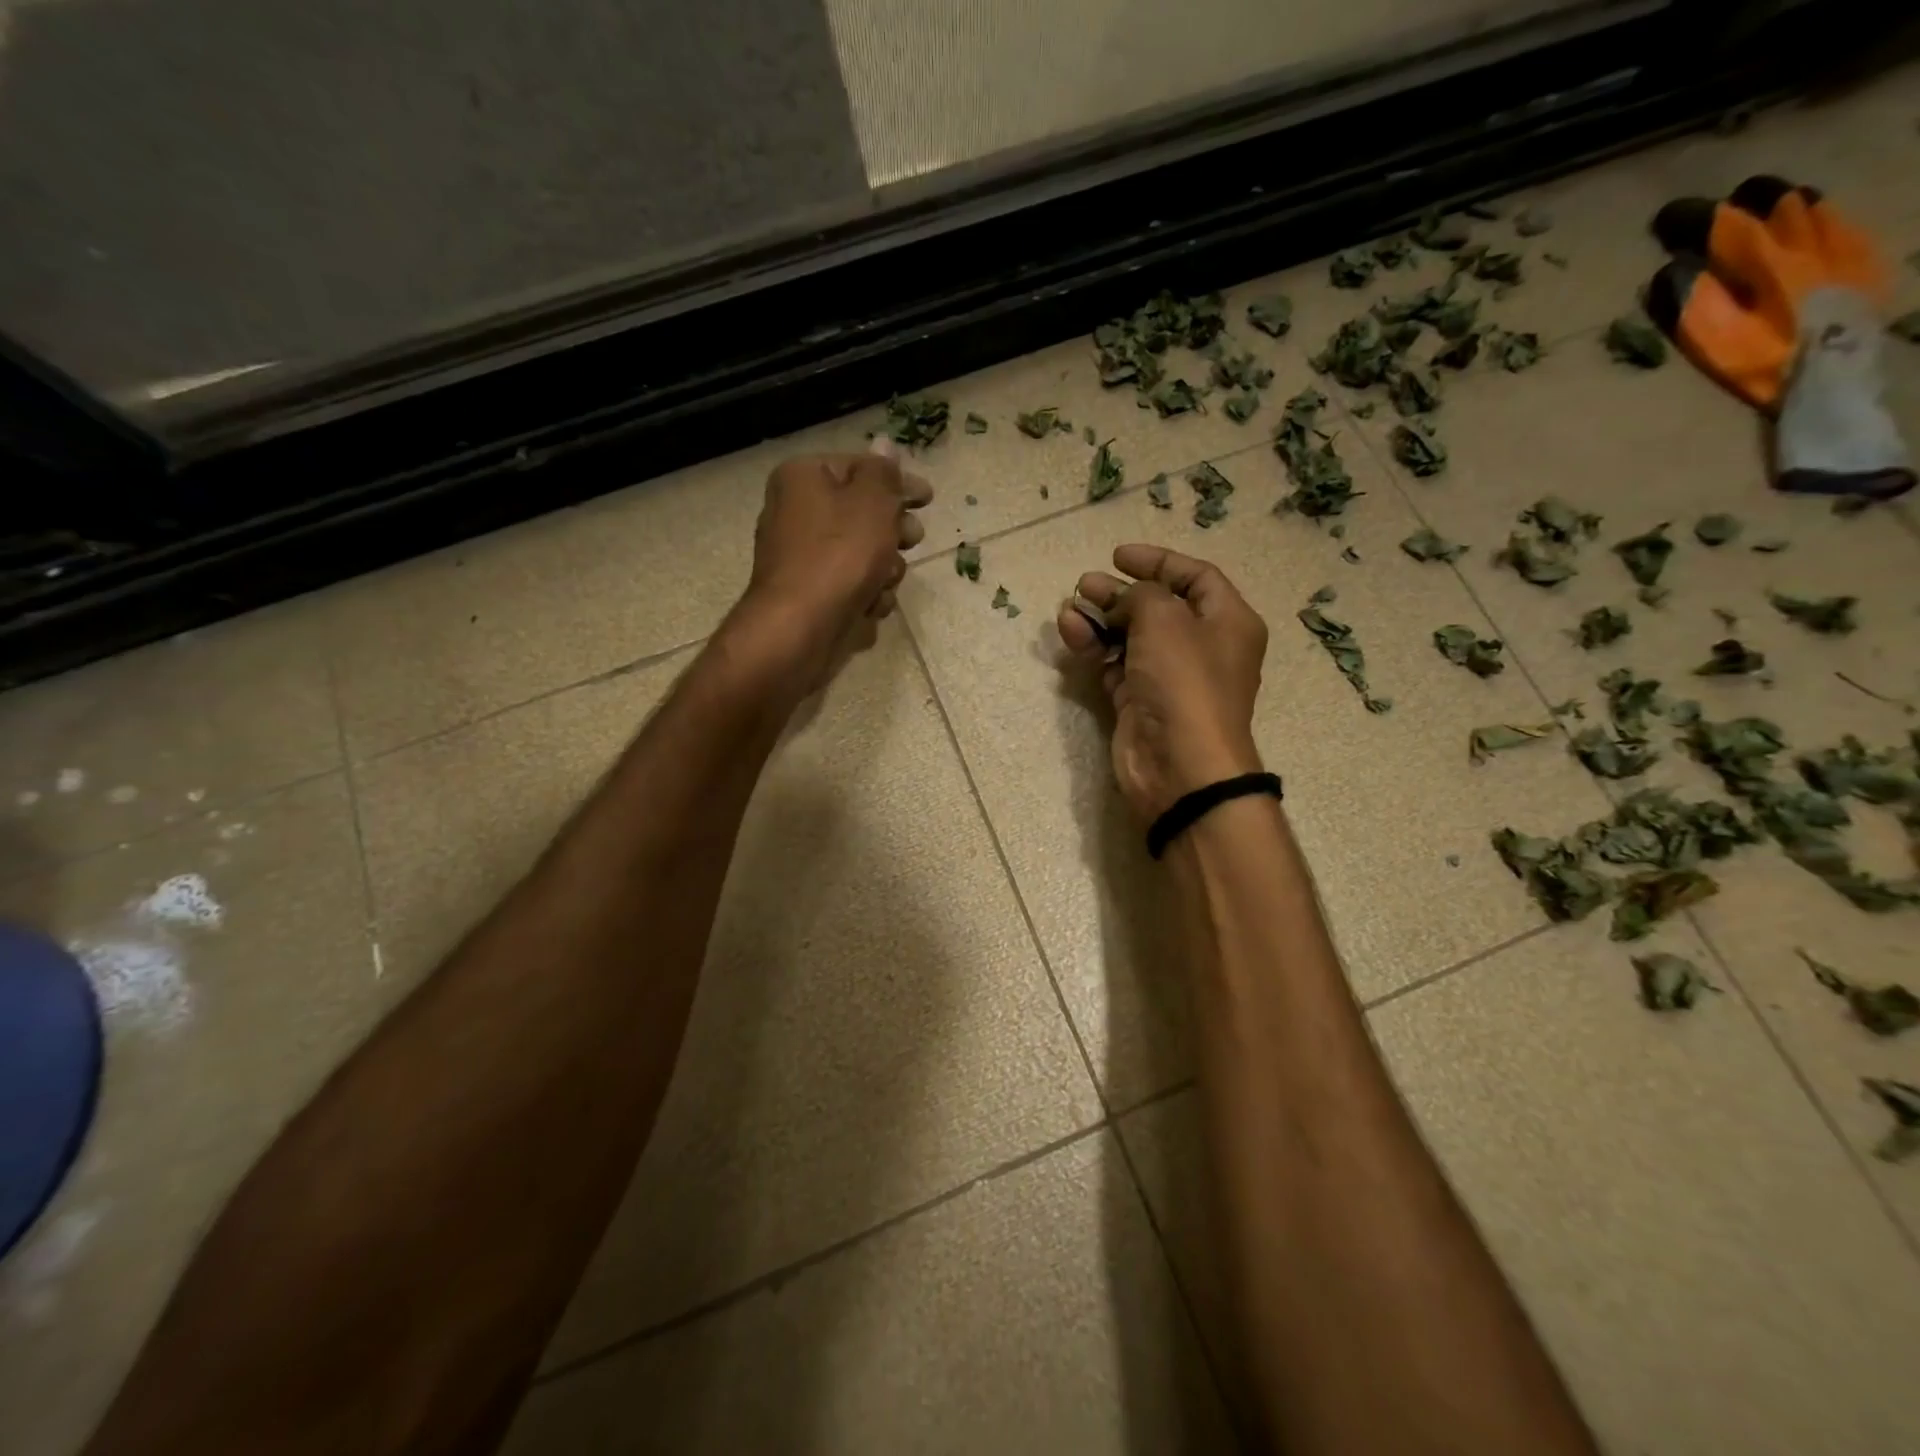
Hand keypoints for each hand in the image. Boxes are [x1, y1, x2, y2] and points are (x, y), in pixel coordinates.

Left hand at [730, 445, 930, 687]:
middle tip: (911, 540)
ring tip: (882, 582)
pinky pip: (851, 587)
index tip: (927, 499)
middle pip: (862, 514)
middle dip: (893, 532)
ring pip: (863, 555)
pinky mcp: (811, 595)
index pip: (859, 467)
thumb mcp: (872, 502)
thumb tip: (884, 445)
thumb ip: (883, 472)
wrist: (800, 628)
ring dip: (884, 570)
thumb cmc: (839, 555)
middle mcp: (797, 513)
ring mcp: (803, 558)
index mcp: (803, 478)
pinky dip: (865, 596)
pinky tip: (868, 606)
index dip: (897, 482)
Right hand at [1057, 545, 1267, 821]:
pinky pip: (1115, 666)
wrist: (1179, 765)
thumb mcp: (1165, 619)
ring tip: (1069, 611)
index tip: (1118, 556)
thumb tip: (1120, 599)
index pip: (1195, 577)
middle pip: (1158, 607)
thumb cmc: (1184, 682)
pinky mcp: (1140, 703)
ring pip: (1131, 638)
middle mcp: (1202, 647)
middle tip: (1083, 585)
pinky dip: (1095, 650)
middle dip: (1119, 593)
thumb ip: (1140, 595)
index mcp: (1228, 621)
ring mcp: (1169, 678)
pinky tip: (1072, 636)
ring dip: (1100, 621)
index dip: (1158, 561)